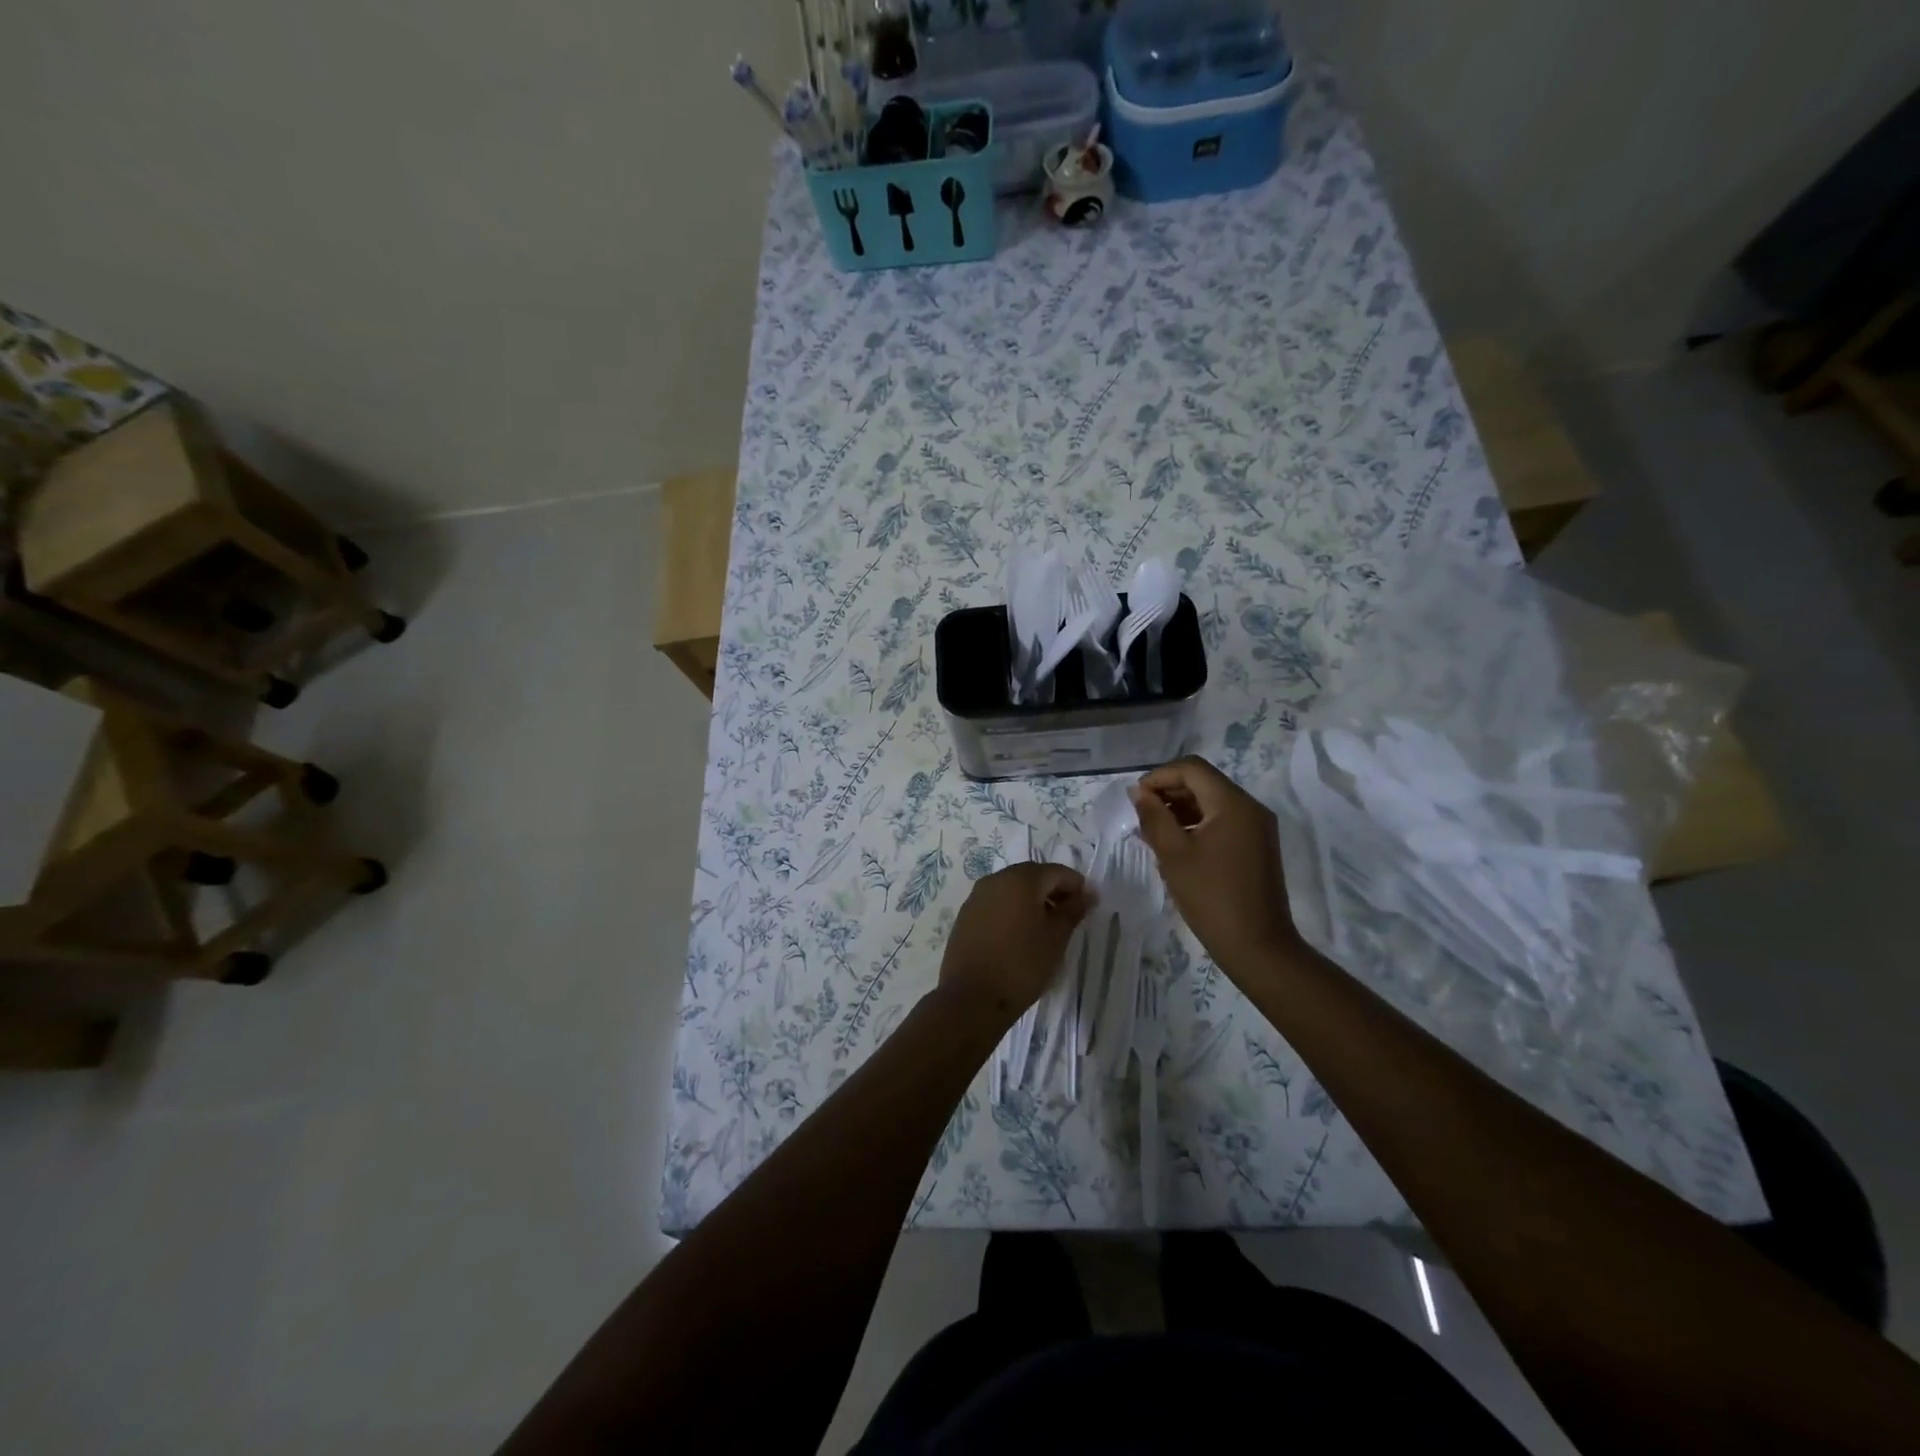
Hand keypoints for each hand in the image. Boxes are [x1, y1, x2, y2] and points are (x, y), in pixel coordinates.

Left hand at [937, 863, 1093, 1030]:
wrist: (971, 998)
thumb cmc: (1022, 965)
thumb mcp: (1056, 939)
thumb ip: (1072, 911)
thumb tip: (1087, 894)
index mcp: (1020, 880)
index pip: (1055, 871)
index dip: (1075, 885)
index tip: (1088, 905)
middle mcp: (995, 880)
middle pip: (1031, 876)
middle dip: (1053, 890)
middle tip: (1069, 915)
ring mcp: (976, 897)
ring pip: (1011, 888)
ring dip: (1032, 900)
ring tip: (1046, 927)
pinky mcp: (965, 916)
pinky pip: (995, 903)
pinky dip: (1012, 910)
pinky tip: (1020, 934)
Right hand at [1130, 756, 1301, 977]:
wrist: (1257, 946)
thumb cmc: (1211, 898)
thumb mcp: (1173, 855)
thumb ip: (1154, 817)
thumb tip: (1139, 793)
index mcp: (1232, 803)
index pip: (1191, 769)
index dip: (1159, 777)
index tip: (1135, 799)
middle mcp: (1250, 807)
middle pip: (1204, 782)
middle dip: (1169, 792)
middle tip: (1141, 815)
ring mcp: (1257, 827)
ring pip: (1213, 801)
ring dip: (1182, 808)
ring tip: (1153, 830)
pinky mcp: (1258, 845)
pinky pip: (1223, 820)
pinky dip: (1198, 824)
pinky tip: (1176, 844)